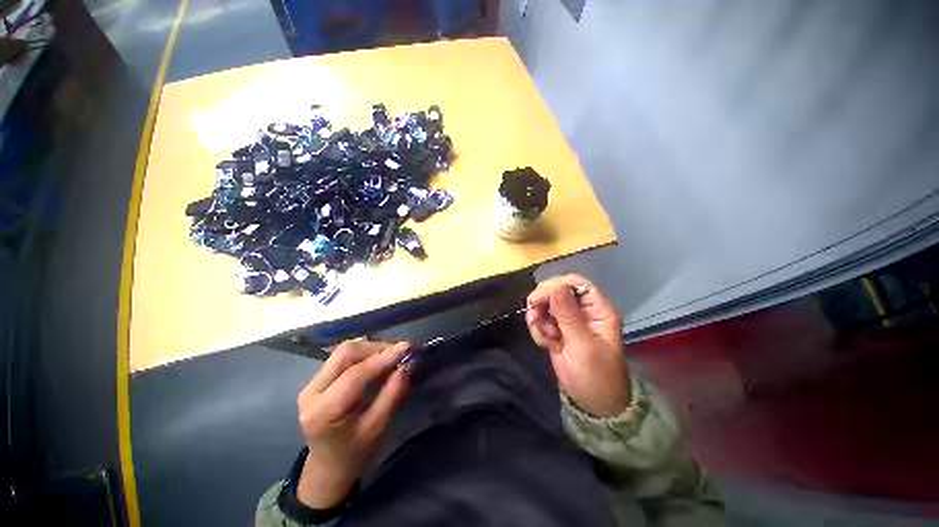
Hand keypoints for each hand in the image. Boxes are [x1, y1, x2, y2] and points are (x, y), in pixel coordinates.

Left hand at [295, 340, 410, 508]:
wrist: (328, 467)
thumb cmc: (355, 453)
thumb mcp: (378, 428)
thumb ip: (393, 394)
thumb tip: (407, 364)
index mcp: (324, 411)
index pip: (355, 374)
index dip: (383, 357)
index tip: (407, 348)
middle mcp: (311, 392)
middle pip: (346, 353)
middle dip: (377, 348)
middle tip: (399, 353)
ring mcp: (310, 384)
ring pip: (344, 351)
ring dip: (371, 349)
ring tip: (391, 357)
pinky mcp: (316, 380)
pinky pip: (342, 357)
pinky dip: (364, 354)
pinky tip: (377, 361)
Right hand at [526, 275, 629, 417]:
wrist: (591, 405)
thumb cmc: (595, 377)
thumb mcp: (583, 346)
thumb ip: (568, 315)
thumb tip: (555, 287)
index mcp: (598, 310)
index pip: (576, 283)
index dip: (556, 285)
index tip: (539, 298)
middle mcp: (583, 310)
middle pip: (557, 290)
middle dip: (543, 303)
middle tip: (534, 318)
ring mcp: (568, 320)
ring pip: (545, 304)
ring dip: (539, 319)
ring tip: (547, 338)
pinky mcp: (557, 330)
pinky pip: (540, 319)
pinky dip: (538, 329)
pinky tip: (546, 344)